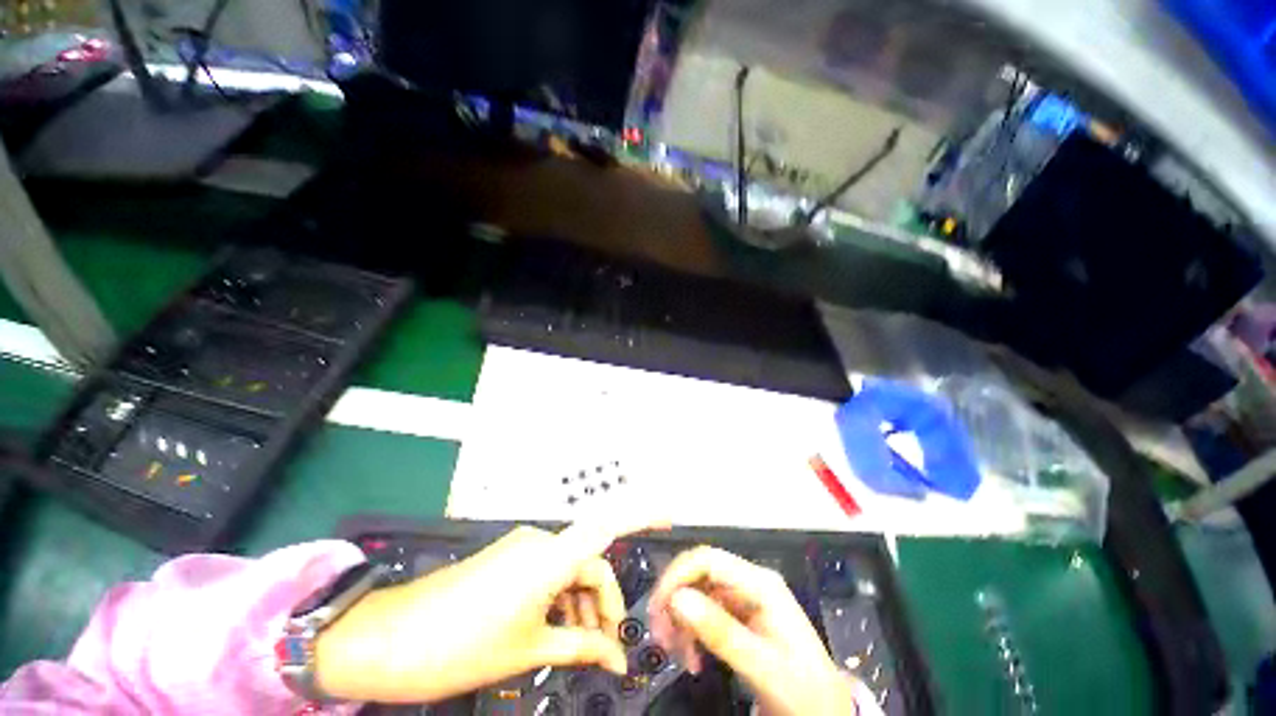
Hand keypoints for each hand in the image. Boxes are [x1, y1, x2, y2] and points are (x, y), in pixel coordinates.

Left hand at [314, 518, 655, 702]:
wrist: (389, 639)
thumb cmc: (461, 647)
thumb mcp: (528, 649)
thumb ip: (578, 647)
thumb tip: (615, 660)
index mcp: (550, 557)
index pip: (606, 523)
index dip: (639, 512)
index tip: (667, 511)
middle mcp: (541, 541)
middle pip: (589, 561)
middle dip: (603, 602)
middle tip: (607, 650)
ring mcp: (522, 547)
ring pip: (568, 568)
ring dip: (581, 603)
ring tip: (580, 647)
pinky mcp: (508, 556)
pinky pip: (547, 570)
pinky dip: (560, 596)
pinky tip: (556, 628)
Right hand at [647, 546, 864, 715]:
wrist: (825, 713)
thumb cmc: (801, 689)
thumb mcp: (763, 666)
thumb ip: (721, 632)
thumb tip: (676, 598)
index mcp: (760, 583)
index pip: (708, 559)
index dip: (678, 575)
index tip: (658, 607)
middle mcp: (748, 583)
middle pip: (698, 574)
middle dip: (675, 601)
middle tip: (660, 637)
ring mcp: (742, 599)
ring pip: (696, 594)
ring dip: (680, 621)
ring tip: (679, 656)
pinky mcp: (737, 616)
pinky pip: (702, 614)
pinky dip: (690, 633)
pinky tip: (691, 658)